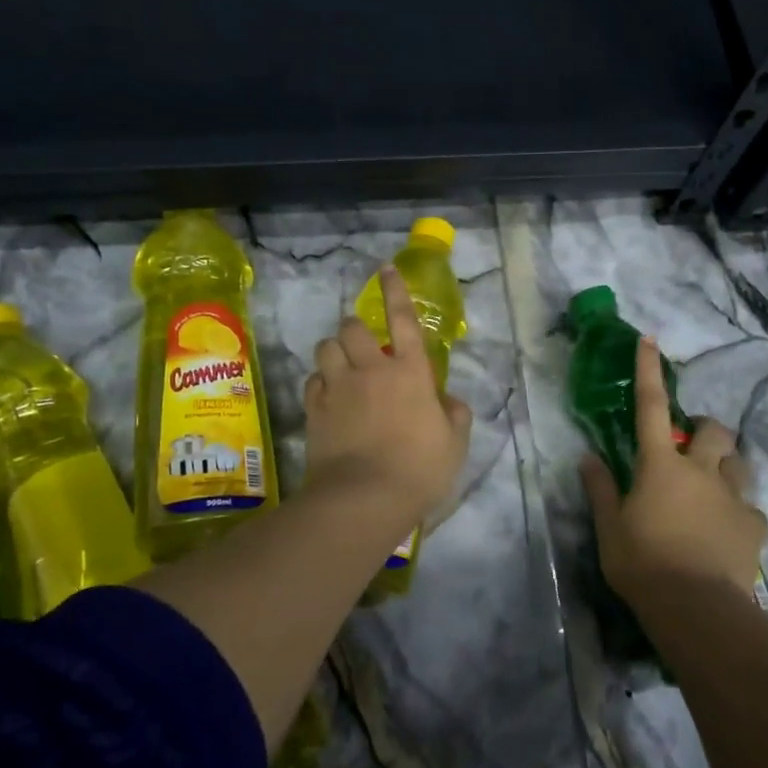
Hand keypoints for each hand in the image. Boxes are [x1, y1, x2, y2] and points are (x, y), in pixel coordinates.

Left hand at [303, 266, 473, 519]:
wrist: (364, 498)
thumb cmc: (419, 469)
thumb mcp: (454, 444)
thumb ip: (455, 415)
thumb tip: (448, 400)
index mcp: (410, 372)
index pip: (402, 319)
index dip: (395, 291)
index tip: (385, 269)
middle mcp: (372, 370)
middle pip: (352, 327)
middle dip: (355, 328)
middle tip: (363, 345)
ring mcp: (339, 388)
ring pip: (325, 348)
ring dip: (334, 351)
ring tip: (342, 366)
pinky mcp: (315, 409)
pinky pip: (312, 381)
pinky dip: (320, 382)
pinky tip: (328, 395)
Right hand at [581, 337, 766, 602]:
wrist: (697, 607)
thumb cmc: (644, 563)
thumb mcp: (610, 528)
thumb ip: (602, 489)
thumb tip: (589, 457)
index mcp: (661, 466)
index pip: (652, 408)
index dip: (649, 371)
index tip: (649, 340)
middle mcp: (701, 470)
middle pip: (714, 430)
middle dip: (705, 429)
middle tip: (692, 447)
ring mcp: (733, 496)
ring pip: (739, 462)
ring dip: (727, 464)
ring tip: (713, 485)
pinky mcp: (754, 525)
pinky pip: (750, 507)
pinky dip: (739, 510)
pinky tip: (728, 530)